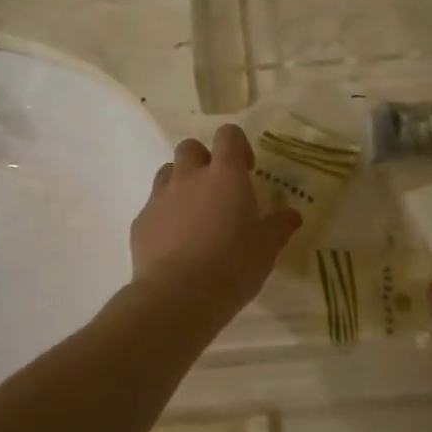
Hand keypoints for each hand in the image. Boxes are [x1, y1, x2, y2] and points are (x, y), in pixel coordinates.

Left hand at [131, 125, 301, 313]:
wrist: (178, 296)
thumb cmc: (232, 265)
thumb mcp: (267, 248)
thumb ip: (279, 225)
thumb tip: (291, 214)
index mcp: (225, 175)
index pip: (228, 135)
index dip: (237, 145)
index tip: (246, 169)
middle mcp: (189, 177)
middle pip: (190, 147)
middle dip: (202, 161)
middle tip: (216, 190)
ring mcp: (160, 197)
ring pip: (167, 173)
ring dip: (180, 184)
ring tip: (193, 215)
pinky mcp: (140, 222)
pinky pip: (152, 207)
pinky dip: (163, 217)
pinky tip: (174, 243)